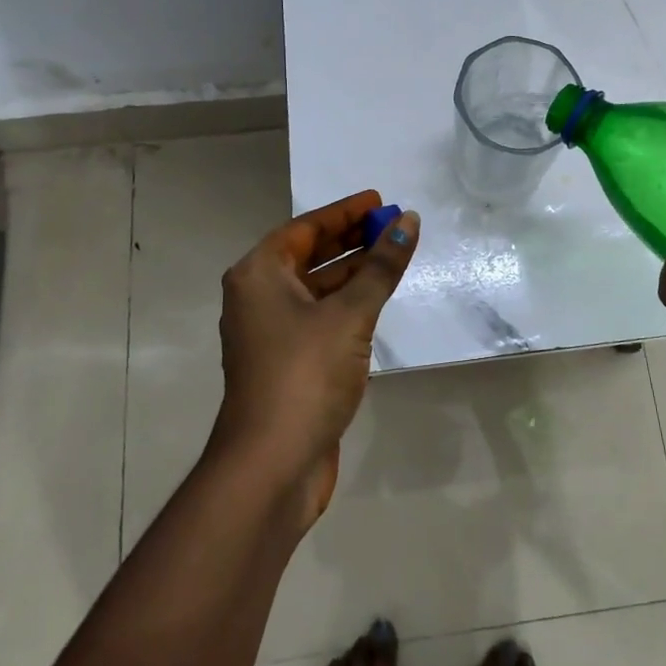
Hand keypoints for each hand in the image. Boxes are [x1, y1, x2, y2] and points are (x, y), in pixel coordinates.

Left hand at [212, 190, 418, 522]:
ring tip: (392, 255)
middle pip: (308, 255)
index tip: (378, 200)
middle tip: (392, 225)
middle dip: (350, 239)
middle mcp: (258, 298)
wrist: (272, 465)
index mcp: (259, 275)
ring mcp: (271, 333)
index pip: (305, 228)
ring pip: (316, 287)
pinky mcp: (287, 362)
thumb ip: (381, 267)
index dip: (344, 212)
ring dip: (352, 271)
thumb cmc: (305, 374)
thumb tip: (408, 222)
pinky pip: (320, 316)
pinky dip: (347, 302)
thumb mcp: (350, 314)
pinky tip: (376, 299)